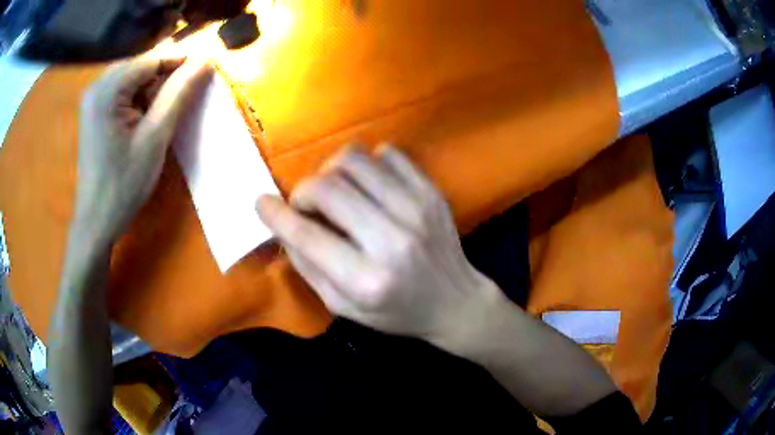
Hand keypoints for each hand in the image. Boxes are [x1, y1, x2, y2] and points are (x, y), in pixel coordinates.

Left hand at [75, 56, 212, 242]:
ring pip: (133, 78)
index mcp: (108, 89)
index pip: (152, 59)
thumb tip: (206, 61)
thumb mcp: (155, 138)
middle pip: (141, 66)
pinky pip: (122, 91)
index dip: (181, 63)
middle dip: (164, 78)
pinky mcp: (93, 111)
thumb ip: (178, 94)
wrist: (96, 222)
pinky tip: (143, 120)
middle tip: (180, 101)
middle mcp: (97, 85)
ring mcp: (93, 98)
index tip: (205, 72)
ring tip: (161, 115)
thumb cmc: (123, 184)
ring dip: (152, 90)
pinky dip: (138, 99)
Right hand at [257, 146, 503, 345]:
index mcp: (367, 279)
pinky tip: (368, 184)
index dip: (275, 214)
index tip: (261, 203)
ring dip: (331, 170)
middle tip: (306, 205)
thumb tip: (282, 225)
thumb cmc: (396, 312)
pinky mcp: (431, 192)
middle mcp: (392, 240)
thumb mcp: (344, 306)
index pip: (307, 234)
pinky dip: (367, 163)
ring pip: (354, 159)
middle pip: (327, 186)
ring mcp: (416, 209)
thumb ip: (308, 266)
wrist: (455, 301)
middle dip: (303, 191)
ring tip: (336, 191)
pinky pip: (388, 153)